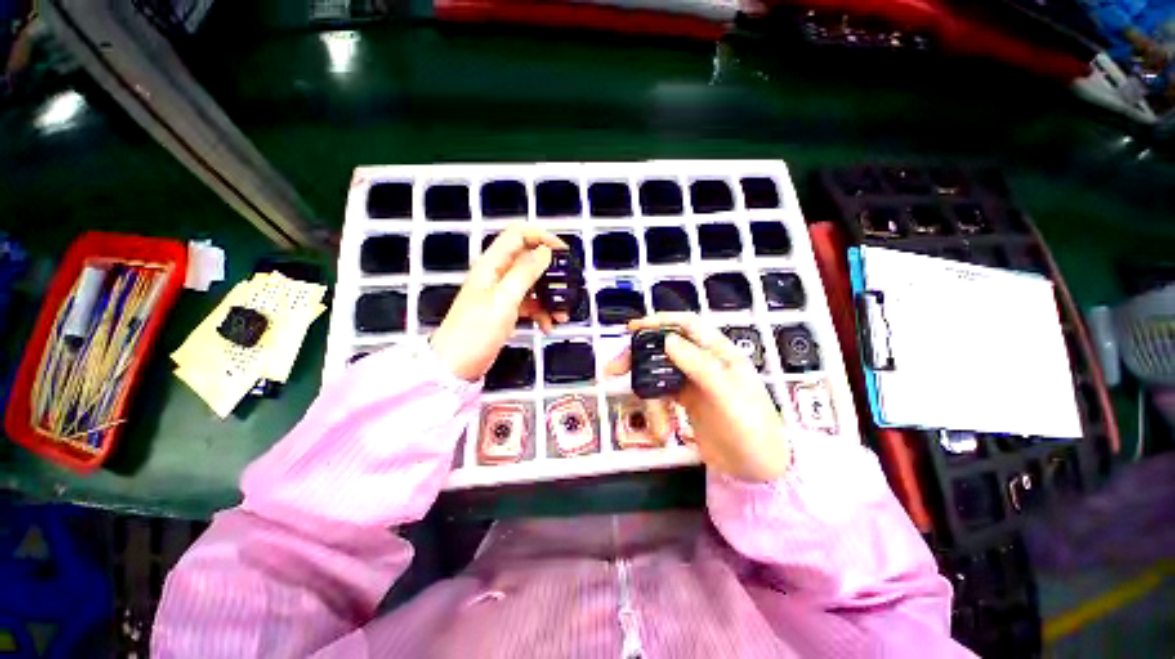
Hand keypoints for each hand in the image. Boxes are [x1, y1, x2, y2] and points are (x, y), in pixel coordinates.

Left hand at [431, 224, 566, 380]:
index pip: (518, 235)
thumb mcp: (503, 299)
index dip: (541, 237)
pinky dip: (541, 313)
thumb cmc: (476, 330)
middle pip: (529, 261)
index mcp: (492, 264)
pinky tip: (547, 326)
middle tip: (567, 285)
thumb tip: (545, 251)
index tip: (562, 251)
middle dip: (551, 273)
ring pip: (533, 285)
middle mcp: (497, 275)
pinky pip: (530, 304)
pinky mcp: (506, 310)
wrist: (457, 364)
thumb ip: (525, 272)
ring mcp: (502, 294)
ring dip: (550, 297)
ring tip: (561, 314)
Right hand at [605, 313, 790, 481]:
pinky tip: (662, 432)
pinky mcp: (685, 401)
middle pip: (665, 348)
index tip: (633, 329)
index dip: (660, 321)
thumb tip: (667, 339)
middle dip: (640, 358)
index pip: (687, 325)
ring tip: (657, 426)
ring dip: (649, 396)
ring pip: (659, 374)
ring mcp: (693, 382)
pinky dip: (656, 412)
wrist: (758, 471)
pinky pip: (661, 397)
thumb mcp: (727, 396)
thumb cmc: (751, 429)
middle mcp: (703, 362)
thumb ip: (699, 366)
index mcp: (719, 353)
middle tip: (615, 369)